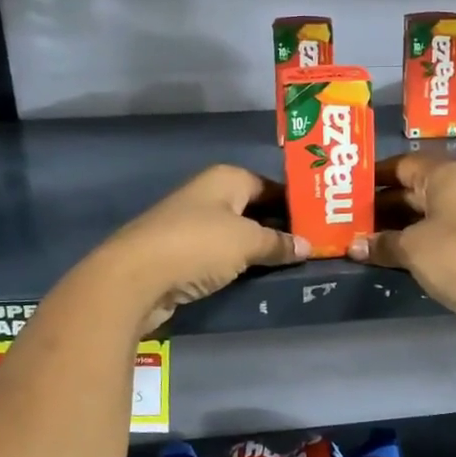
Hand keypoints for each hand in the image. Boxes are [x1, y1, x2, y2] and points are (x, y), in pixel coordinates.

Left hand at [95, 165, 307, 333]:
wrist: (134, 278)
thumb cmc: (197, 246)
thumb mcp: (248, 242)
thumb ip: (279, 243)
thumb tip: (305, 246)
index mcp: (227, 179)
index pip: (272, 185)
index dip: (296, 204)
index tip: (321, 224)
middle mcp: (209, 195)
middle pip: (255, 209)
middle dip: (281, 228)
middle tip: (312, 247)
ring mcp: (192, 224)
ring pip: (238, 233)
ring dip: (260, 248)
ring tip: (292, 264)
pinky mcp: (182, 252)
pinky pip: (221, 254)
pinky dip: (239, 263)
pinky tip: (258, 277)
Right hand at [347, 153, 455, 337]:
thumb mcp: (414, 249)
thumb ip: (383, 244)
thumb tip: (354, 246)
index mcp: (446, 175)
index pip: (403, 164)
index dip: (375, 176)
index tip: (350, 189)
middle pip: (416, 189)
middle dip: (384, 205)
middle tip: (352, 219)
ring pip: (431, 212)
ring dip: (402, 225)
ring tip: (370, 240)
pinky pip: (445, 230)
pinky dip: (422, 239)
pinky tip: (402, 255)